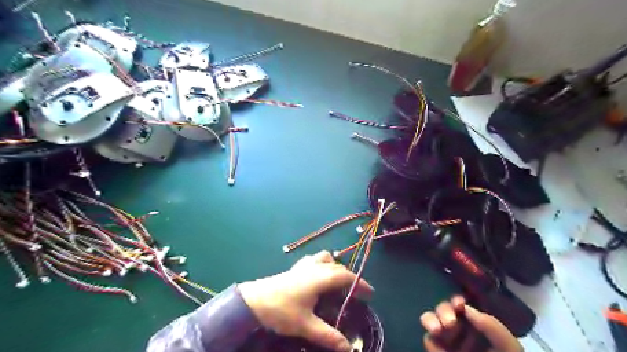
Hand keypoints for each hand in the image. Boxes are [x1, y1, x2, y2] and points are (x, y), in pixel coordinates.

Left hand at [237, 250, 370, 351]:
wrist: (254, 300)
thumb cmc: (281, 310)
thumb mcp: (306, 325)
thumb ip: (328, 335)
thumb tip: (348, 349)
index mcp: (321, 277)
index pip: (347, 277)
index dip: (360, 284)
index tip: (370, 294)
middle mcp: (315, 267)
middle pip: (339, 267)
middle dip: (350, 278)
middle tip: (357, 293)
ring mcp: (304, 264)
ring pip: (326, 259)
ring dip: (335, 267)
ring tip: (338, 282)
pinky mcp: (296, 267)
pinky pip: (315, 260)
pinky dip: (323, 264)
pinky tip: (319, 278)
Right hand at [421, 298, 524, 351]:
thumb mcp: (509, 347)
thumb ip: (492, 326)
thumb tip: (467, 309)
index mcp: (477, 325)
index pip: (462, 306)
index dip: (457, 300)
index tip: (459, 304)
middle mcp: (459, 329)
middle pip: (444, 309)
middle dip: (443, 310)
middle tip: (450, 322)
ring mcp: (446, 340)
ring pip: (430, 319)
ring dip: (430, 320)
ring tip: (436, 329)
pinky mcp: (437, 350)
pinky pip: (428, 340)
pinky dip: (431, 340)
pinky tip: (440, 348)